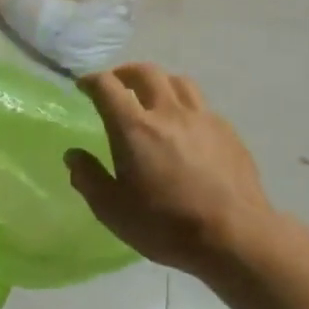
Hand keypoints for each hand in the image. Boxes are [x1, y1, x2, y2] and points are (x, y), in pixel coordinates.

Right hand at [66, 64, 277, 277]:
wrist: (234, 236)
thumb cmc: (165, 225)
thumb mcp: (112, 210)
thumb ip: (89, 178)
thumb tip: (74, 155)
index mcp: (134, 129)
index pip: (107, 87)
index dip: (91, 81)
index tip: (83, 86)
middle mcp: (168, 112)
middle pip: (146, 72)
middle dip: (125, 73)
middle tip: (116, 84)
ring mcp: (202, 118)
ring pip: (178, 81)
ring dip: (158, 82)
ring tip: (151, 97)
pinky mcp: (227, 131)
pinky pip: (201, 104)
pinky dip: (184, 105)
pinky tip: (184, 126)